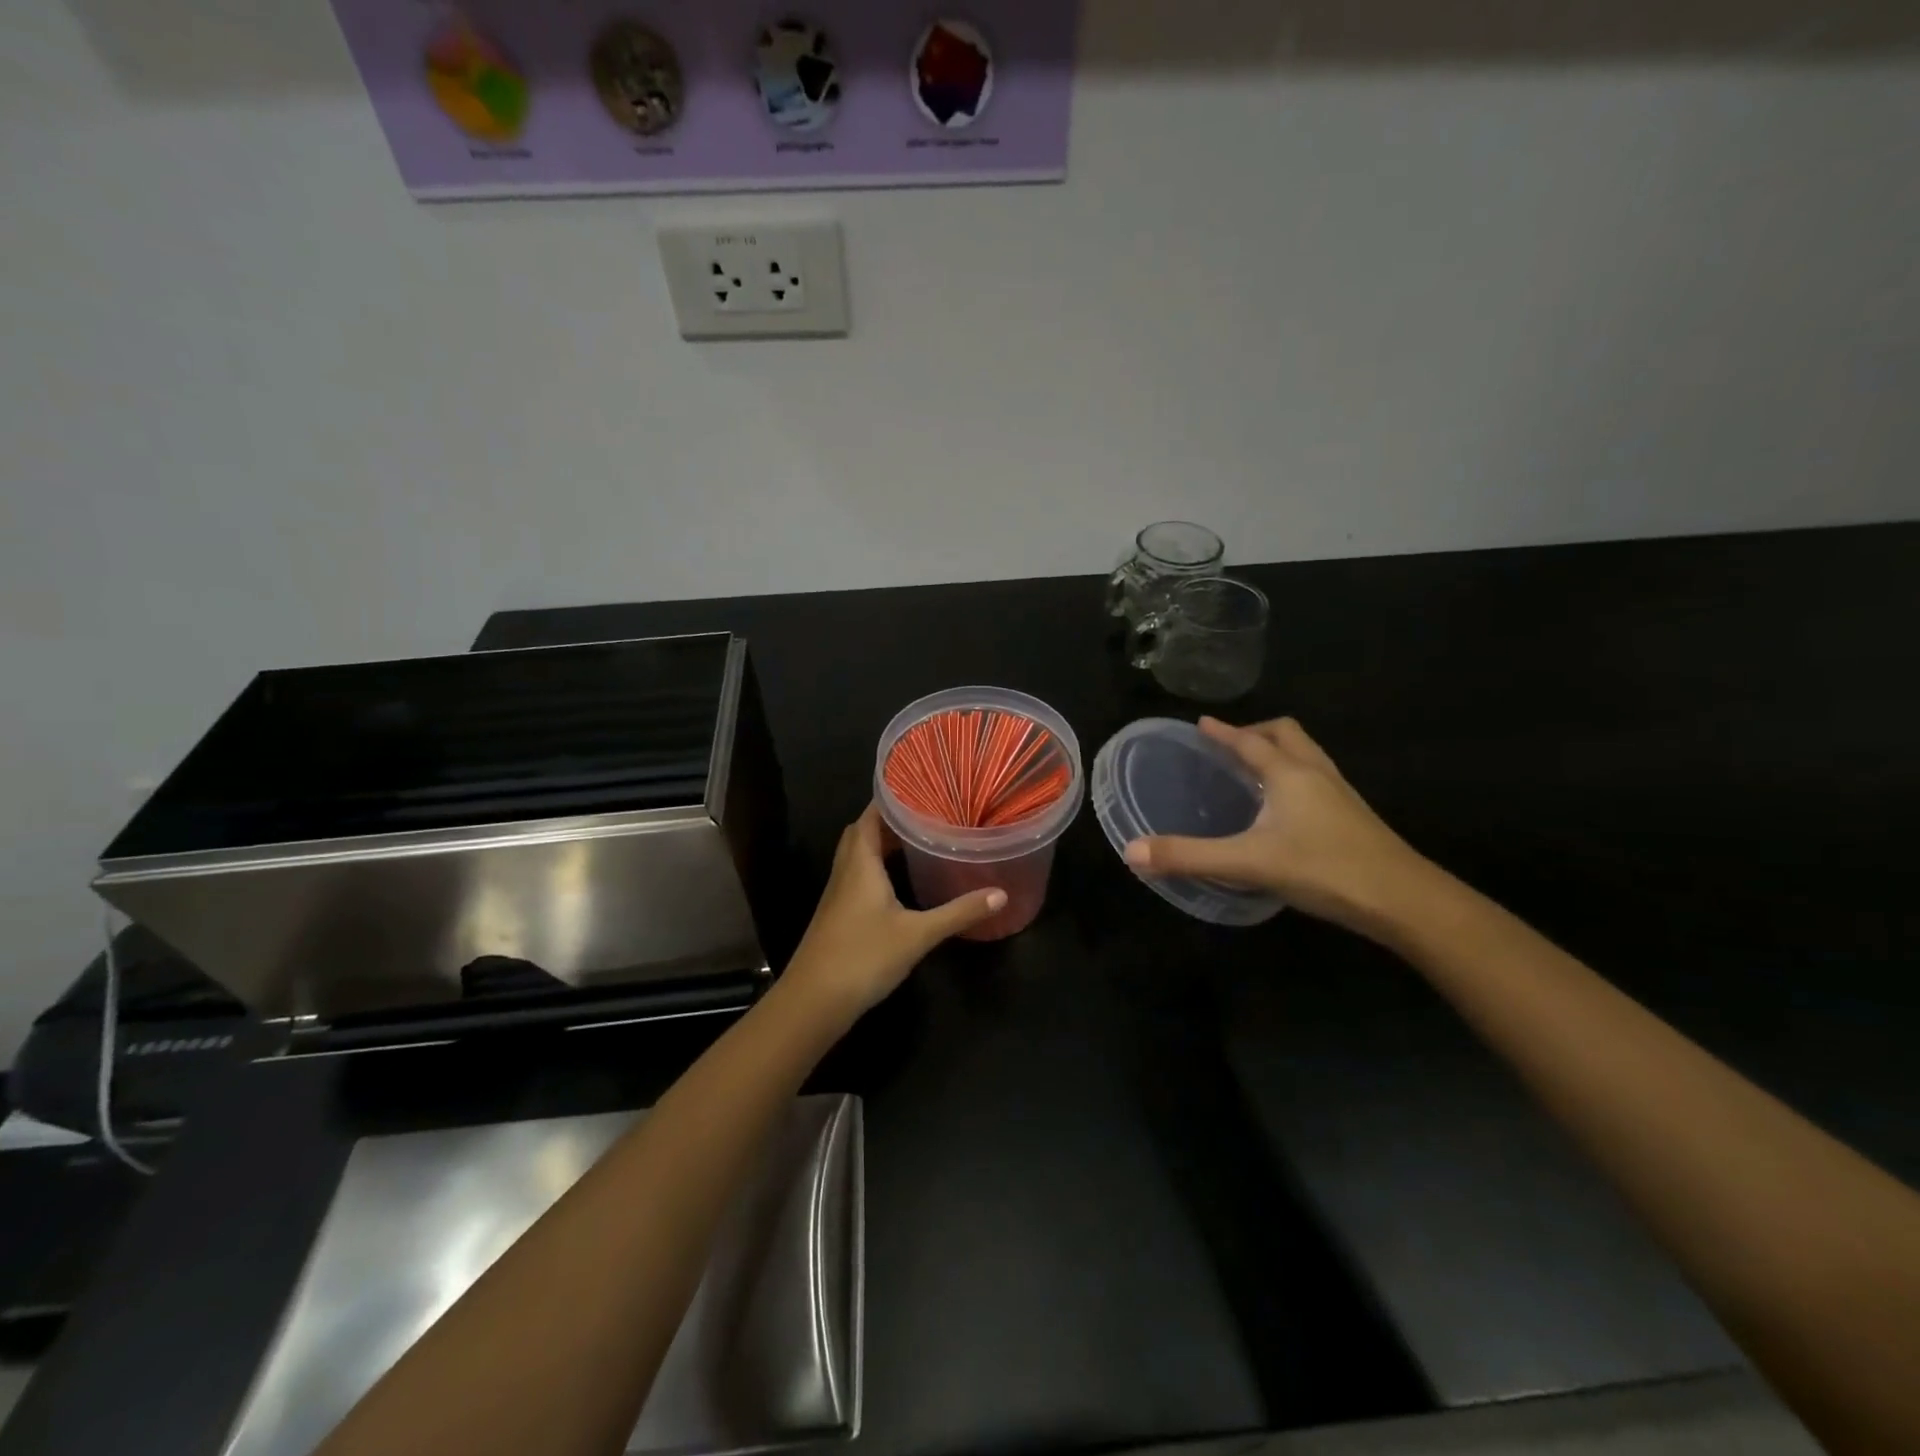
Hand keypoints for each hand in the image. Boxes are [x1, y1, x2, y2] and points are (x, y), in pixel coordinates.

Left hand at [782, 803, 1005, 1014]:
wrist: (813, 1001)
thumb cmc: (864, 956)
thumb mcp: (918, 934)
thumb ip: (958, 913)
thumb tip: (1000, 894)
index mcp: (861, 863)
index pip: (871, 816)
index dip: (890, 799)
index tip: (919, 788)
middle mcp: (845, 871)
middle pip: (862, 833)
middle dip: (889, 820)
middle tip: (924, 815)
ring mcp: (837, 895)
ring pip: (857, 856)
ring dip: (881, 844)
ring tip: (916, 841)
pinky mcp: (837, 916)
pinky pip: (856, 877)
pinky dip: (876, 868)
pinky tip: (897, 883)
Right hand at [1124, 717, 1426, 933]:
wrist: (1404, 900)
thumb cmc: (1324, 869)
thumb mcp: (1247, 863)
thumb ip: (1189, 856)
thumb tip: (1132, 852)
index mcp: (1289, 773)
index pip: (1250, 741)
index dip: (1223, 732)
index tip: (1201, 723)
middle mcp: (1316, 773)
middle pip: (1287, 734)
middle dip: (1256, 733)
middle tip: (1230, 747)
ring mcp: (1341, 794)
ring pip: (1308, 755)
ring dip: (1280, 753)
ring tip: (1255, 772)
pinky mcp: (1354, 817)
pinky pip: (1318, 779)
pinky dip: (1296, 777)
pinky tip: (1286, 810)